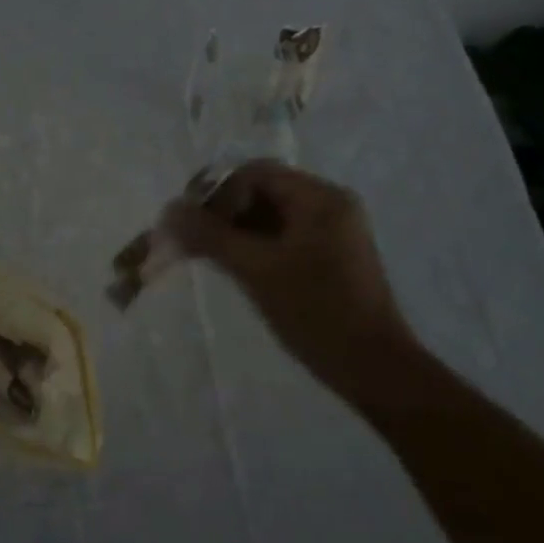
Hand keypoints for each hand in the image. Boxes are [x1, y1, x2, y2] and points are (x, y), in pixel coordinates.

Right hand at [164, 161, 411, 397]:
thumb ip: (211, 236)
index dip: (216, 191)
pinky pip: (280, 236)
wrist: (374, 369)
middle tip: (189, 238)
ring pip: (268, 215)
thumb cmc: (317, 313)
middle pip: (261, 191)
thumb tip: (170, 211)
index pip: (255, 173)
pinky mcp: (326, 256)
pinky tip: (228, 264)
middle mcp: (327, 204)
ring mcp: (329, 231)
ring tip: (201, 253)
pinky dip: (251, 245)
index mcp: (319, 197)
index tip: (188, 221)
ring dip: (233, 229)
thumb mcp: (257, 270)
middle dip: (221, 211)